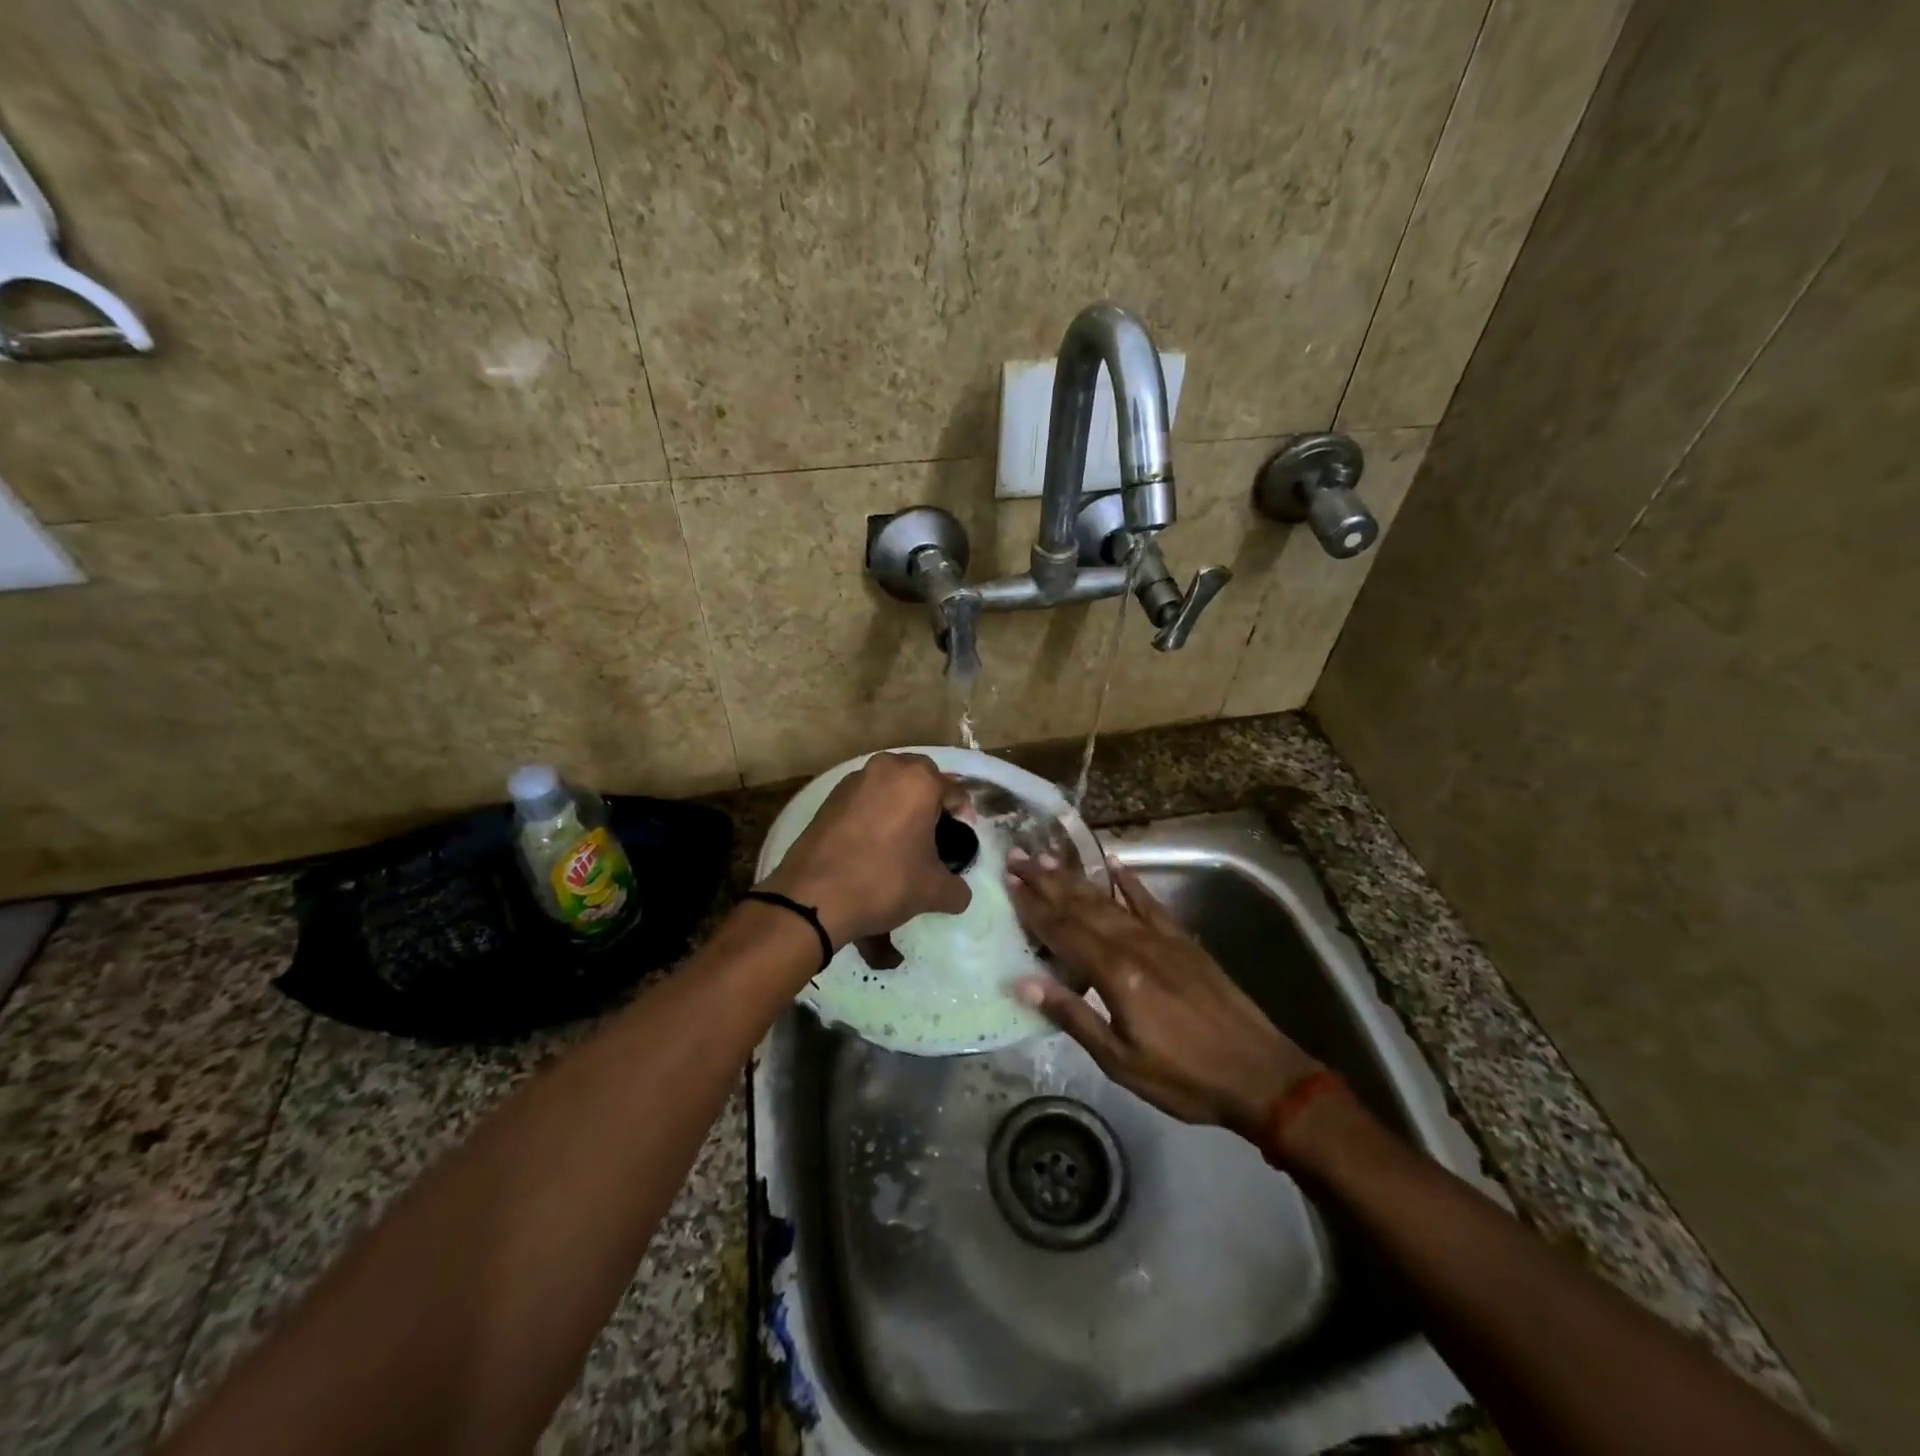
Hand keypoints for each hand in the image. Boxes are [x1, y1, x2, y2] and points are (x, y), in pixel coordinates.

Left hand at [759, 752, 972, 947]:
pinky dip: (874, 812)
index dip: (963, 815)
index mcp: (919, 781)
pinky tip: (873, 841)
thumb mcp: (933, 891)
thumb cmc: (884, 882)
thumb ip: (956, 889)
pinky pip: (864, 797)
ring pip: (889, 784)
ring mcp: (854, 780)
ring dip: (900, 803)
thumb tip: (959, 893)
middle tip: (934, 832)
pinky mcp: (829, 797)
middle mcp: (887, 768)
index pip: (954, 791)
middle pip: (921, 778)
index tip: (962, 837)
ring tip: (902, 837)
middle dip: (930, 801)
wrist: (814, 896)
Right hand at [1006, 851, 1321, 1139]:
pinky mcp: (1183, 940)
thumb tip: (1024, 982)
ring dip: (1077, 878)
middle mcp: (1135, 944)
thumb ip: (1073, 1015)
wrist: (1259, 1073)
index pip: (1063, 932)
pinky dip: (1130, 881)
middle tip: (1018, 856)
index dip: (1033, 907)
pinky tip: (1115, 864)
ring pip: (1110, 900)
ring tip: (1050, 857)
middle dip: (1047, 881)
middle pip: (1082, 907)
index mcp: (1116, 974)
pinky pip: (1150, 902)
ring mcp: (1162, 938)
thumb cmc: (1183, 1076)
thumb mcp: (1120, 1061)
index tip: (1009, 881)